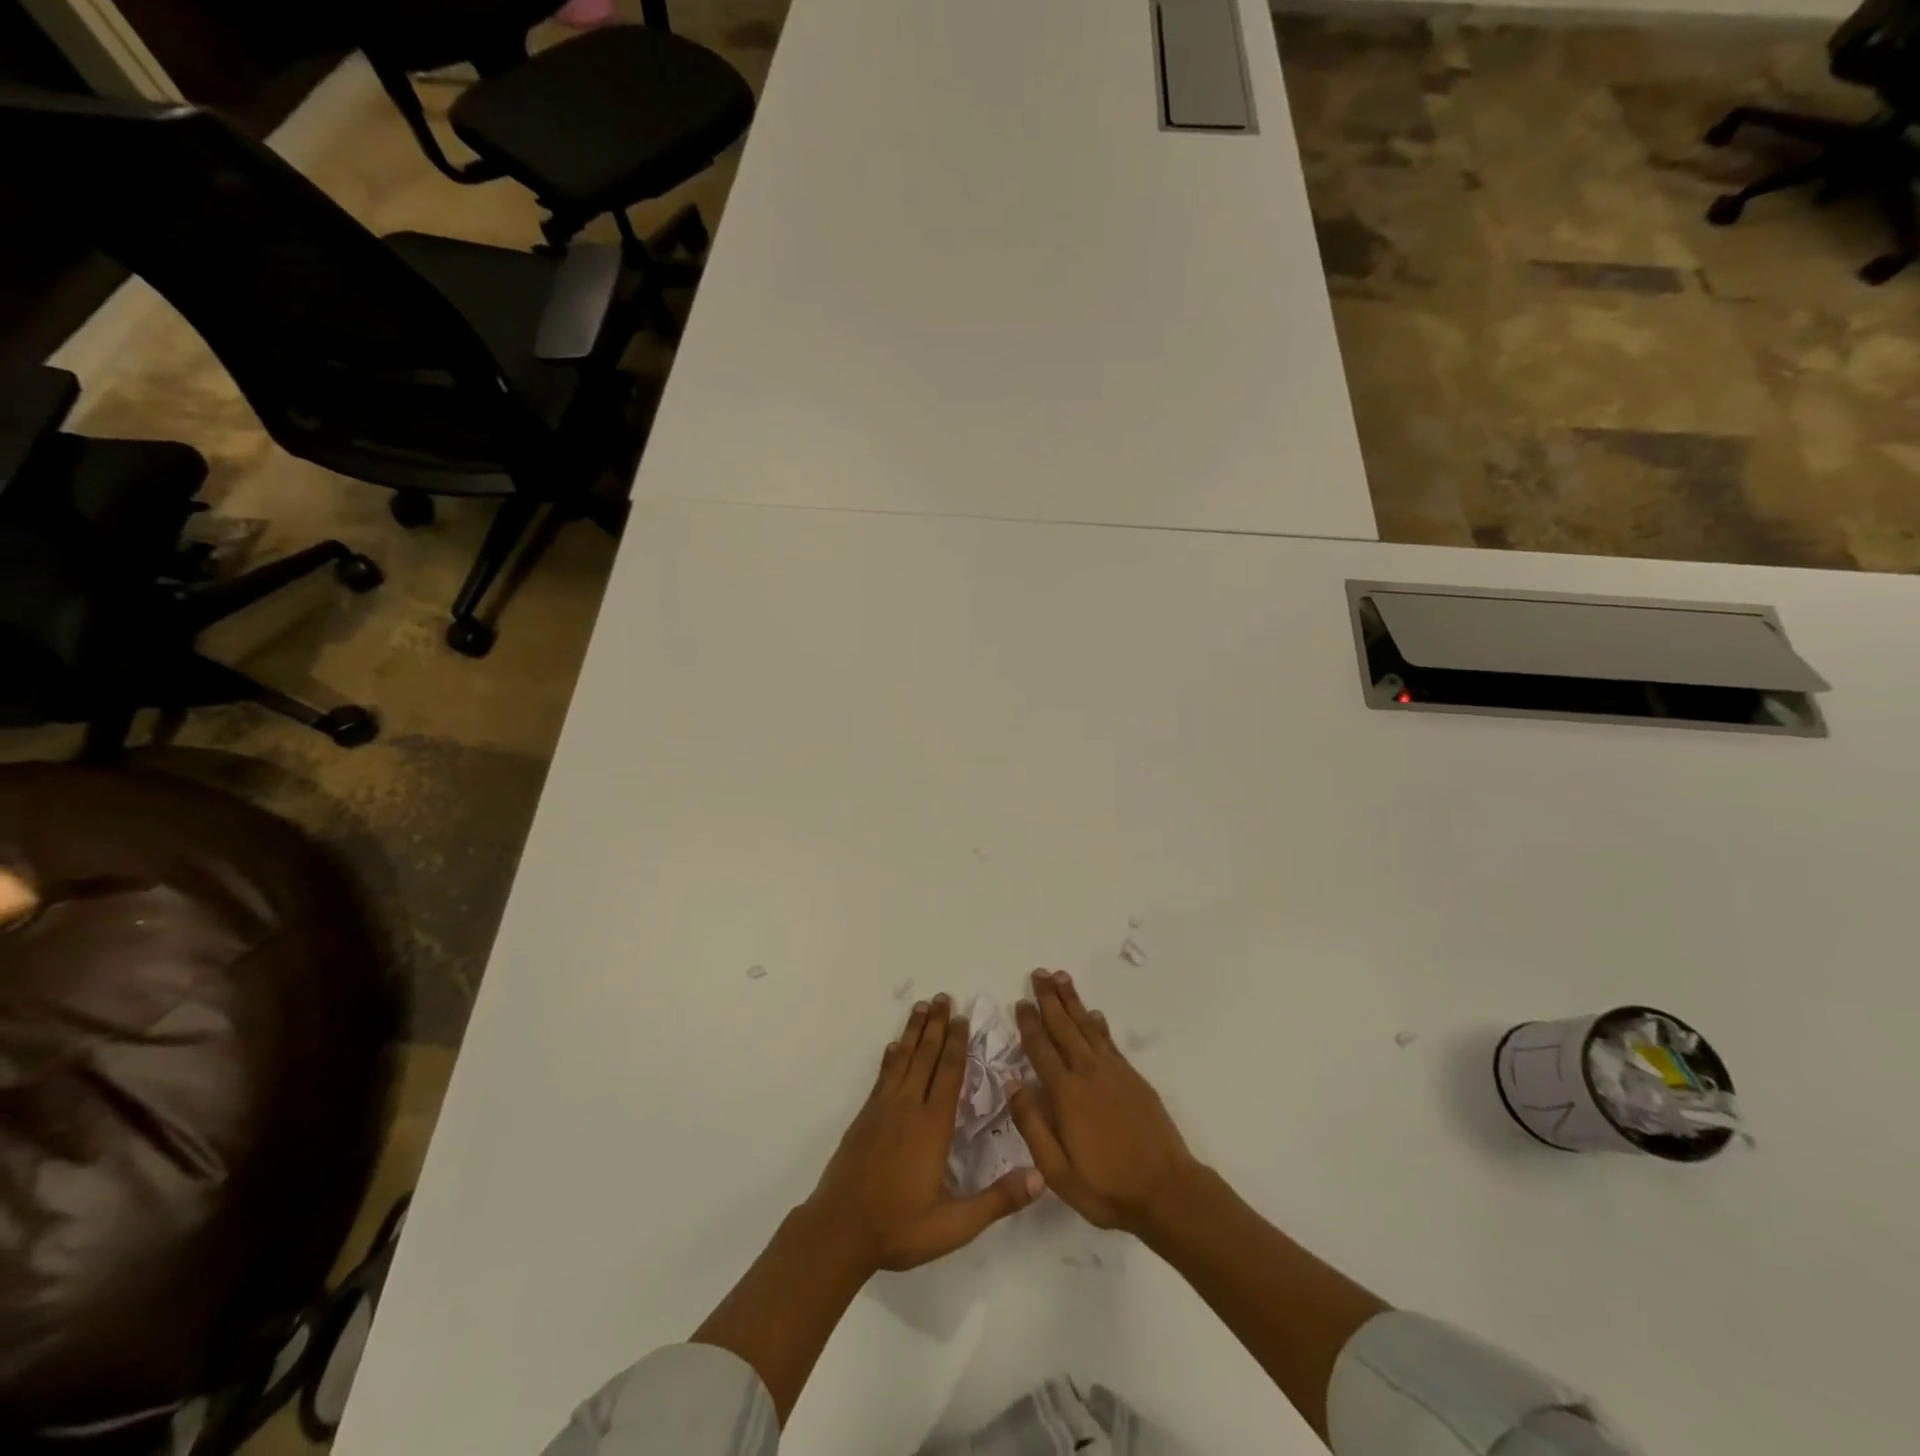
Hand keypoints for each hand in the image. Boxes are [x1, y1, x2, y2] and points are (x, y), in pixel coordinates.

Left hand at [806, 994, 1044, 1273]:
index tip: (962, 1017)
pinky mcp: (864, 1117)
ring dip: (913, 1031)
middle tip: (943, 997)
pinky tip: (892, 1047)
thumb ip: (997, 1200)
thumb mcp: (954, 1225)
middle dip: (936, 1025)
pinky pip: (882, 1076)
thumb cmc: (899, 1227)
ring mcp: (882, 1109)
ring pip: (901, 1059)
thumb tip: (1040, 1178)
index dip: (957, 1044)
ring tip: (921, 1006)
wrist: (839, 1231)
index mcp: (932, 1126)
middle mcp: (907, 1108)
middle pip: (924, 1056)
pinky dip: (890, 1057)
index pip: (948, 1073)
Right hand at [1008, 970, 1199, 1232]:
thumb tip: (1012, 1084)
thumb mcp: (1058, 1171)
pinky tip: (1093, 1014)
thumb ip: (1032, 1125)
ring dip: (1073, 1001)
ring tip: (1061, 977)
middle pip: (1064, 1027)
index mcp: (1066, 1094)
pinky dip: (1098, 1024)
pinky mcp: (1133, 1078)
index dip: (1029, 1024)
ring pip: (1087, 1026)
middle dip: (1049, 999)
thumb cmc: (1107, 1187)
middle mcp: (1088, 1073)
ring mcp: (1114, 1072)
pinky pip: (1109, 1041)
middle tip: (1039, 973)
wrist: (1167, 1191)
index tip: (1020, 1001)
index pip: (1041, 1049)